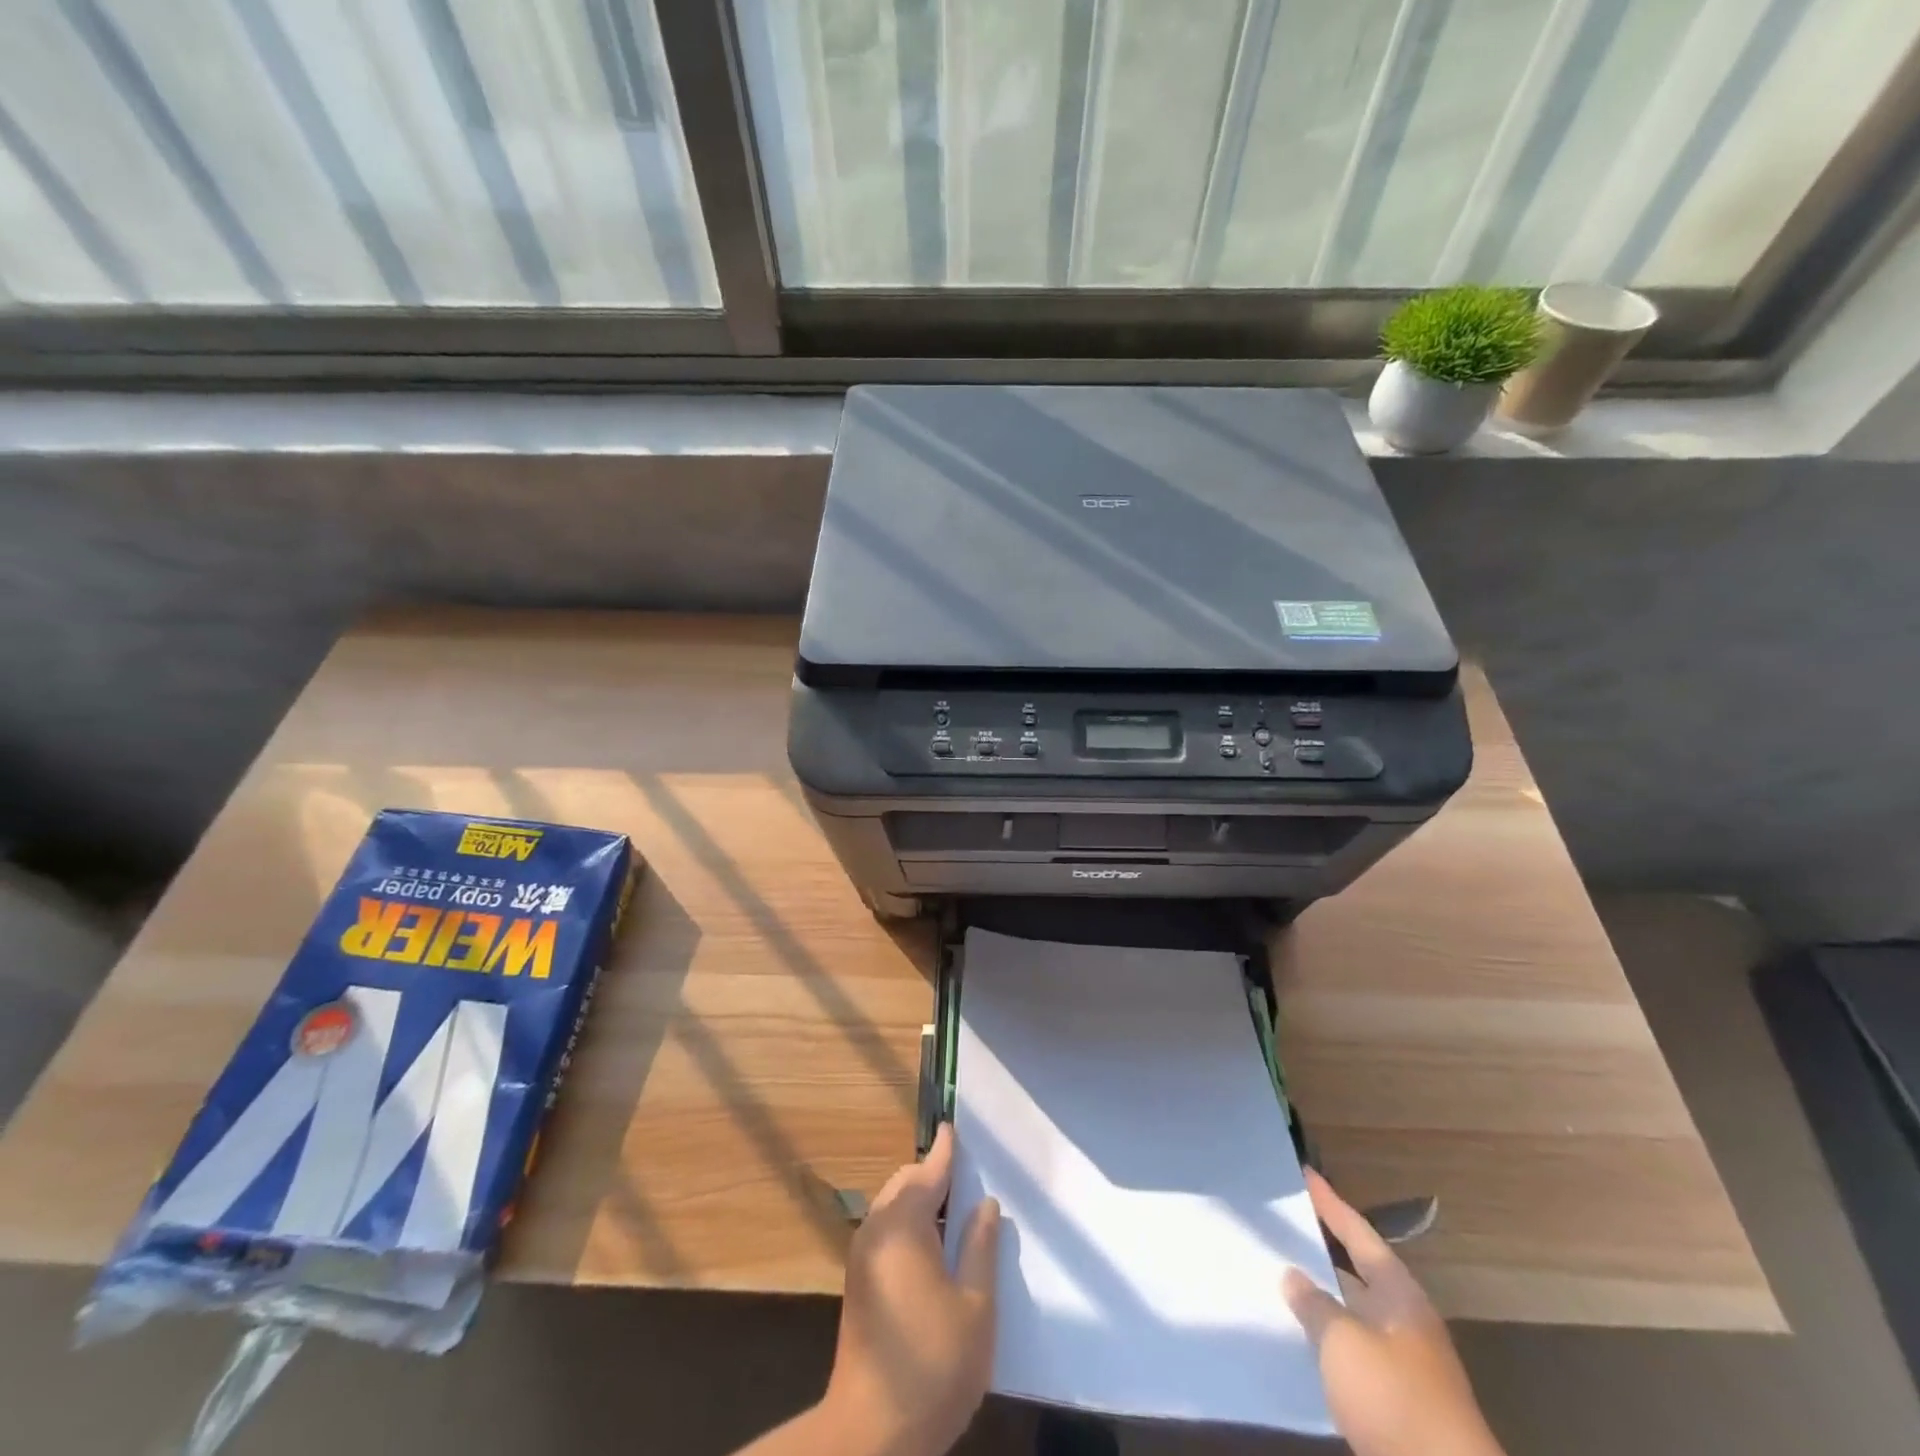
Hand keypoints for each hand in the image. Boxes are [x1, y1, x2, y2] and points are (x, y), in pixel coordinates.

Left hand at [822, 1124, 1001, 1455]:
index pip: (929, 1171)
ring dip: (922, 1201)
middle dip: (934, 1175)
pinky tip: (936, 1246)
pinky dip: (911, 1224)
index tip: (955, 1126)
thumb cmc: (933, 1365)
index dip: (946, 1151)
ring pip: (894, 1208)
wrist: (871, 1434)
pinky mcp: (860, 1282)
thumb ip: (980, 1247)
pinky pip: (887, 1232)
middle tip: (969, 1174)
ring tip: (958, 1208)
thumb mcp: (975, 1306)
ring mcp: (863, 1256)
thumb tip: (985, 1203)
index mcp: (904, 1224)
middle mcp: (877, 1229)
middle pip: (907, 1184)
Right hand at [1283, 1168, 1504, 1455]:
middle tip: (1283, 1224)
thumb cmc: (1394, 1398)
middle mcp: (1405, 1320)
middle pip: (1358, 1272)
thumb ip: (1314, 1304)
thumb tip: (1293, 1275)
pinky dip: (1326, 1338)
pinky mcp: (1396, 1400)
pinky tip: (1297, 1338)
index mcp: (1400, 1295)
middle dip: (1322, 1250)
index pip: (1358, 1234)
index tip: (1305, 1173)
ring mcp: (1404, 1363)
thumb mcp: (1343, 1342)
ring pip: (1353, 1314)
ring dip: (1321, 1297)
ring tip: (1278, 1276)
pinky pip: (1352, 1351)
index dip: (1330, 1204)